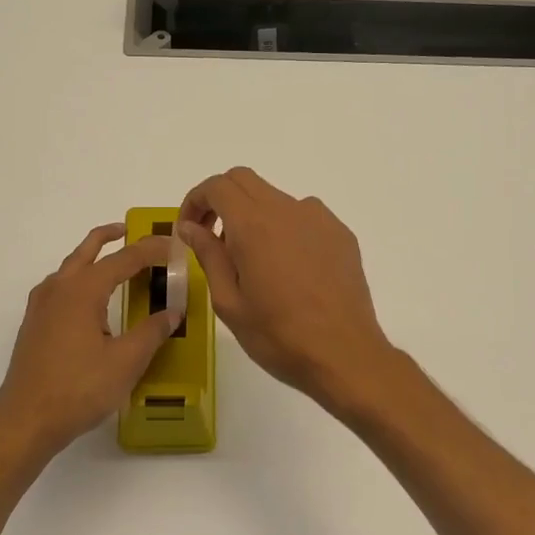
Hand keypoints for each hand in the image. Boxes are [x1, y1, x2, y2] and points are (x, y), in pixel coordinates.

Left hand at [0, 224, 182, 458]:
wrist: (25, 420)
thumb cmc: (79, 388)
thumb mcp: (126, 361)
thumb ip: (152, 332)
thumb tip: (173, 312)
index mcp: (83, 290)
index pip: (124, 259)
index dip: (151, 250)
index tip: (174, 246)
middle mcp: (58, 289)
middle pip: (87, 251)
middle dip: (110, 237)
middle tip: (131, 231)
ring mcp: (41, 306)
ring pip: (70, 267)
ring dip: (92, 257)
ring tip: (114, 263)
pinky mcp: (34, 325)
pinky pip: (60, 287)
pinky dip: (79, 279)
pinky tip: (90, 300)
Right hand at [177, 168, 396, 407]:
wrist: (344, 354)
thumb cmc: (278, 336)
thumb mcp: (229, 302)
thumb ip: (208, 255)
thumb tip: (190, 227)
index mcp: (254, 224)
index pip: (217, 186)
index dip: (195, 201)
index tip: (189, 230)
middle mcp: (288, 210)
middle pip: (245, 180)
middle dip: (221, 200)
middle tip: (213, 238)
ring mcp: (319, 219)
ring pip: (275, 198)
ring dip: (254, 216)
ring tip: (253, 262)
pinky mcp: (341, 234)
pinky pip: (303, 217)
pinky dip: (284, 229)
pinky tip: (288, 269)